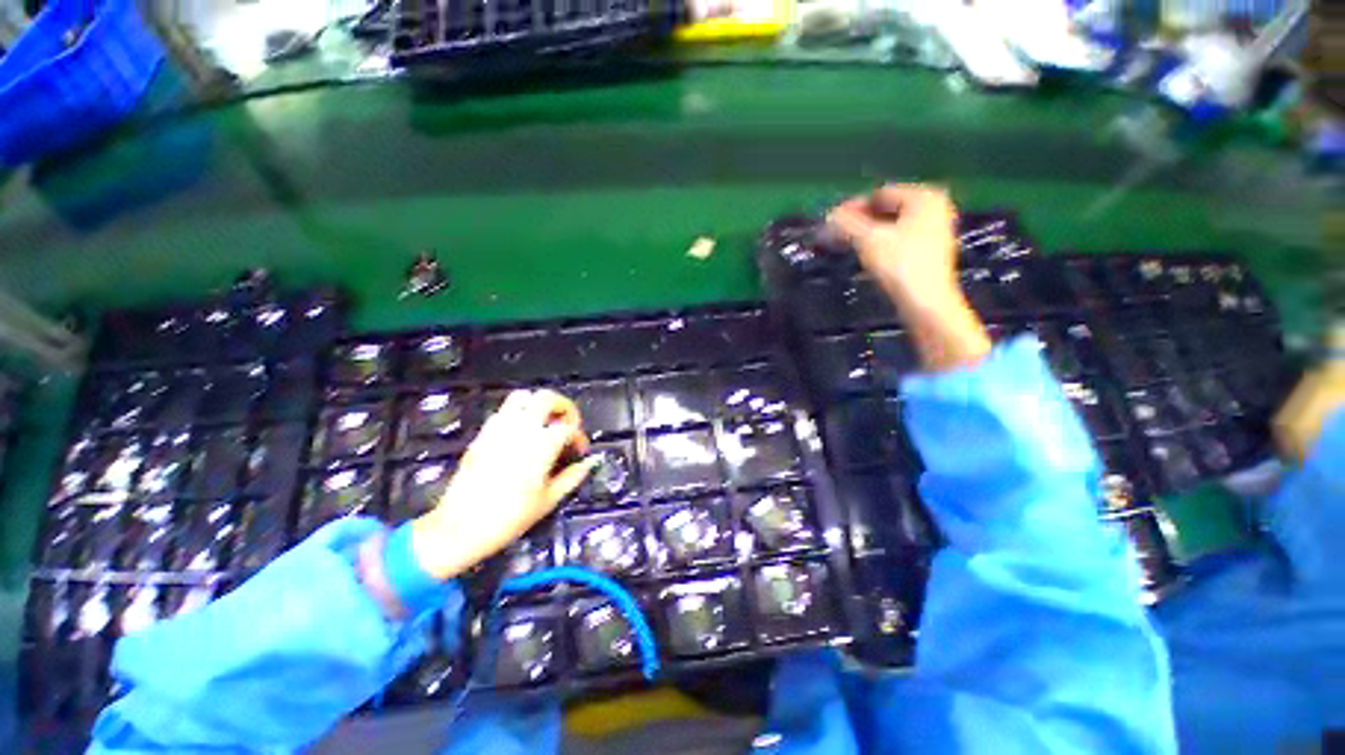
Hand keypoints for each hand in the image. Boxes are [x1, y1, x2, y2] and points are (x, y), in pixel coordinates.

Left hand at [411, 389, 596, 580]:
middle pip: (547, 398)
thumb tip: (589, 462)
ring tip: (544, 423)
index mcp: (542, 444)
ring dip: (538, 405)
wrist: (460, 528)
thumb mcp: (549, 499)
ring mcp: (499, 429)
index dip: (580, 437)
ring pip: (522, 397)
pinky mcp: (482, 435)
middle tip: (567, 423)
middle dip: (563, 406)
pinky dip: (517, 415)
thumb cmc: (510, 517)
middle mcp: (522, 429)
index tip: (580, 451)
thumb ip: (573, 476)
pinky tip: (521, 434)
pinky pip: (503, 412)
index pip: (569, 427)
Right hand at [827, 184, 960, 310]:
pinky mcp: (931, 250)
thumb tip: (830, 214)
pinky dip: (882, 243)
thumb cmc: (899, 264)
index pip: (880, 194)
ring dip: (869, 233)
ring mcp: (936, 229)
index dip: (854, 206)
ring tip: (849, 245)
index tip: (832, 221)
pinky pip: (900, 238)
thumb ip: (847, 223)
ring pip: (893, 225)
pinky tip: (869, 255)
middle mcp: (934, 207)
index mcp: (924, 197)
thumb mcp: (868, 239)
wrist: (925, 301)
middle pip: (887, 209)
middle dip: (861, 221)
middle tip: (838, 234)